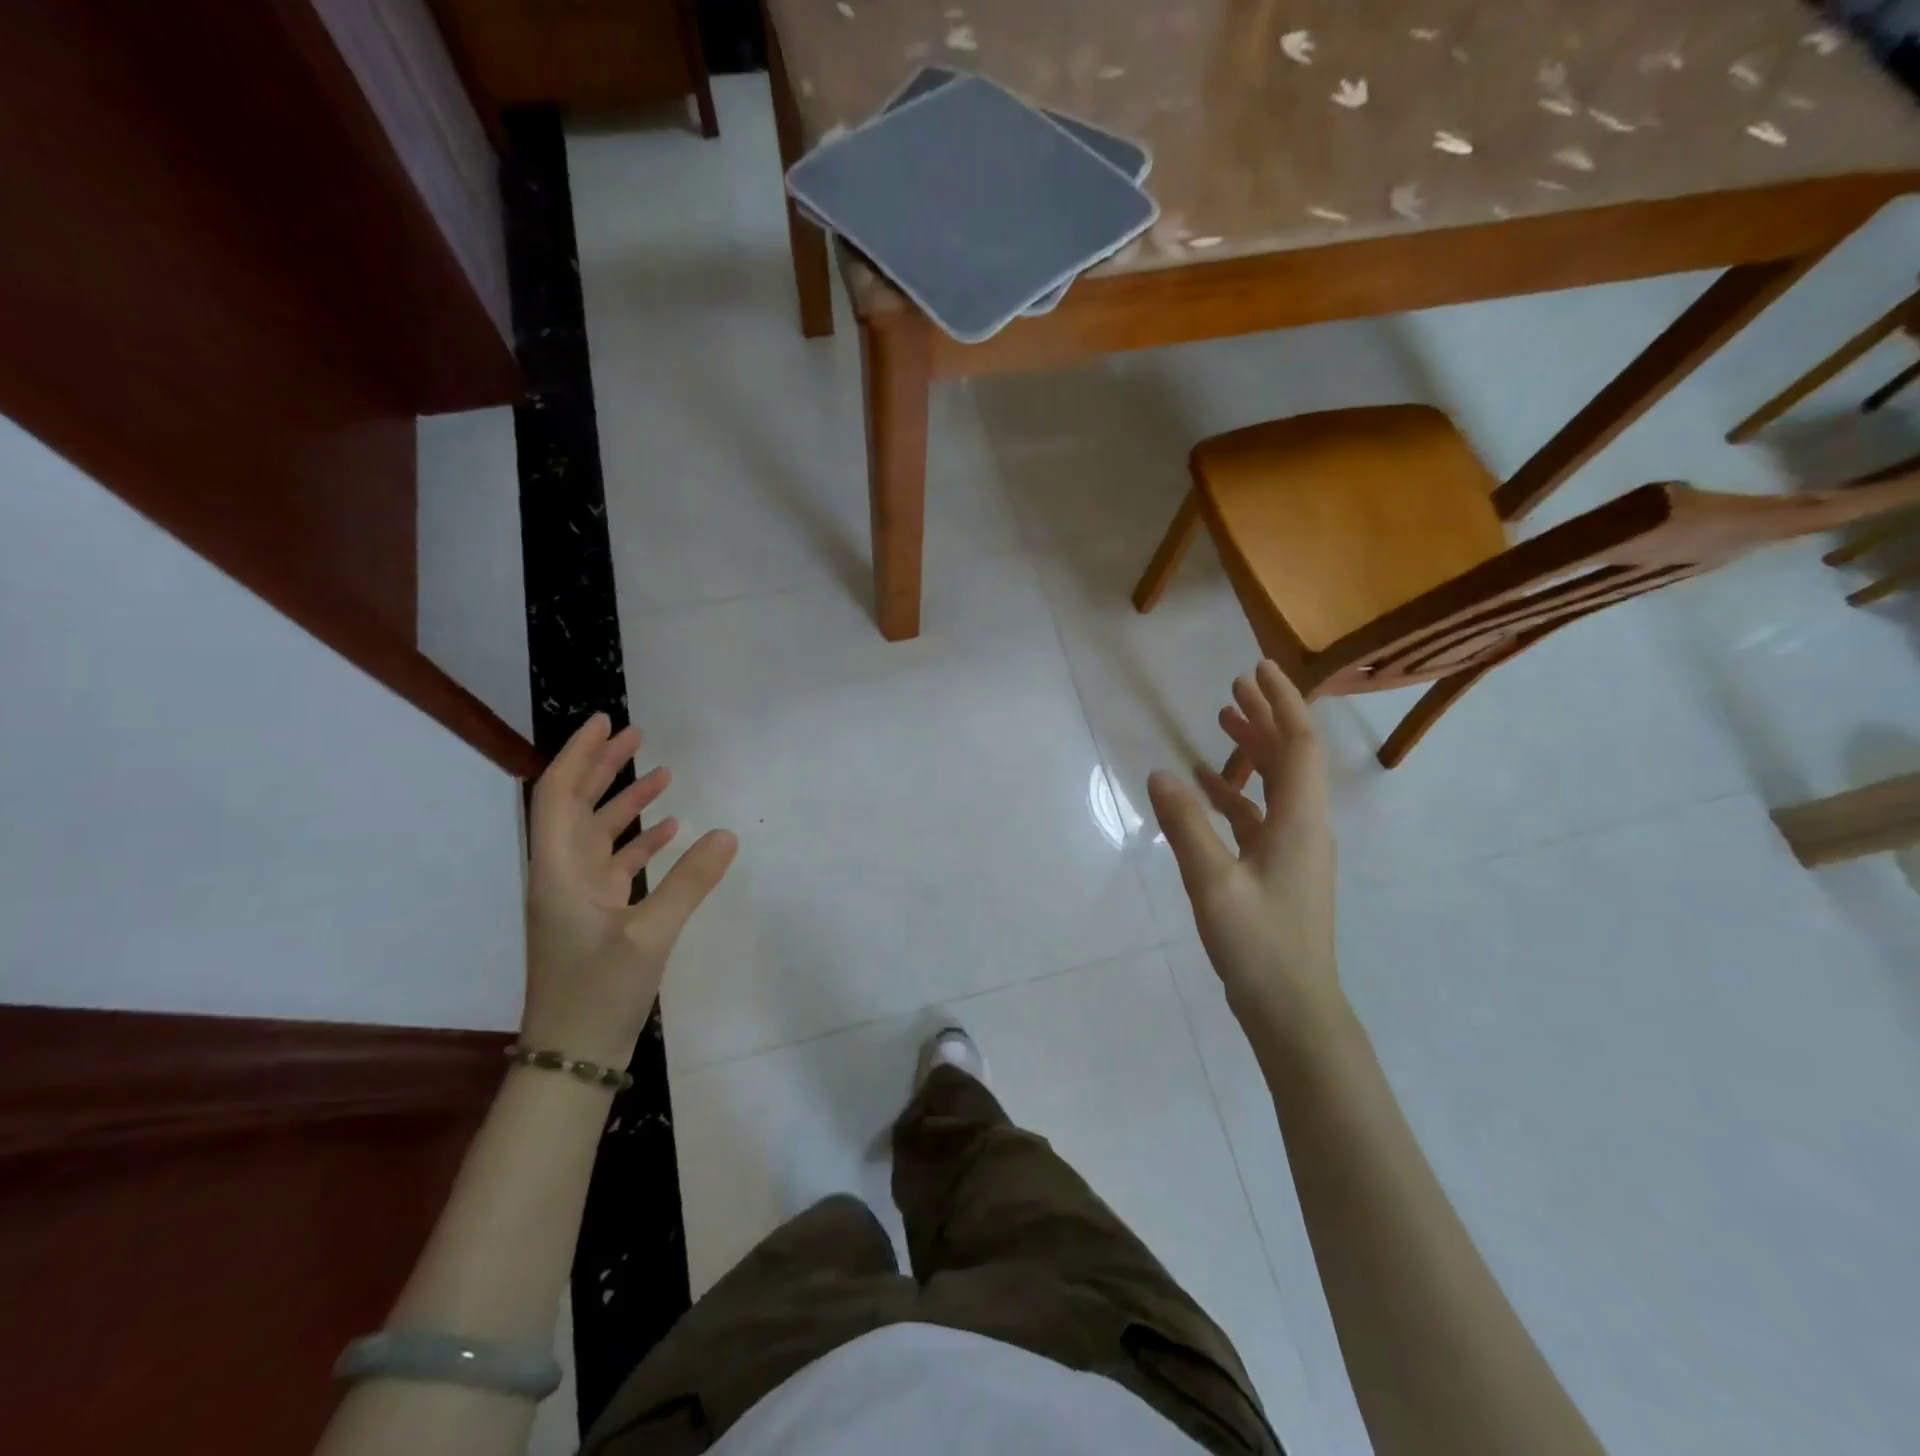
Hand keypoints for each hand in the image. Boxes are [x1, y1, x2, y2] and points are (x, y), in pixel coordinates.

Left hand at [522, 714, 736, 1067]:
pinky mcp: (597, 917)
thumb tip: (727, 833)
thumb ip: (689, 882)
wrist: (572, 1058)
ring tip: (664, 775)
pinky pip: (617, 865)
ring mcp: (579, 898)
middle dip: (604, 768)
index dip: (579, 755)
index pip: (558, 796)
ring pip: (599, 835)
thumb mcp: (649, 936)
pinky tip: (670, 831)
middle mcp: (562, 877)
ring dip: (626, 803)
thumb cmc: (597, 994)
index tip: (607, 724)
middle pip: (577, 807)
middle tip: (639, 737)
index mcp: (558, 872)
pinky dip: (640, 843)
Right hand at [1147, 662, 1339, 1033]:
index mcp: (1299, 822)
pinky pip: (1260, 816)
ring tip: (1221, 725)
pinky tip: (1206, 790)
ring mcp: (1294, 851)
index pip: (1299, 745)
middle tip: (1234, 687)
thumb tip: (1160, 772)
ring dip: (1252, 752)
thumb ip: (1186, 825)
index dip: (1282, 703)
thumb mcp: (1213, 882)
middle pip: (1291, 758)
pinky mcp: (1279, 871)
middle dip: (1266, 718)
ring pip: (1276, 786)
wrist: (1293, 1009)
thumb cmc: (1258, 943)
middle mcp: (1304, 827)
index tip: (1257, 670)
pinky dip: (1236, 794)